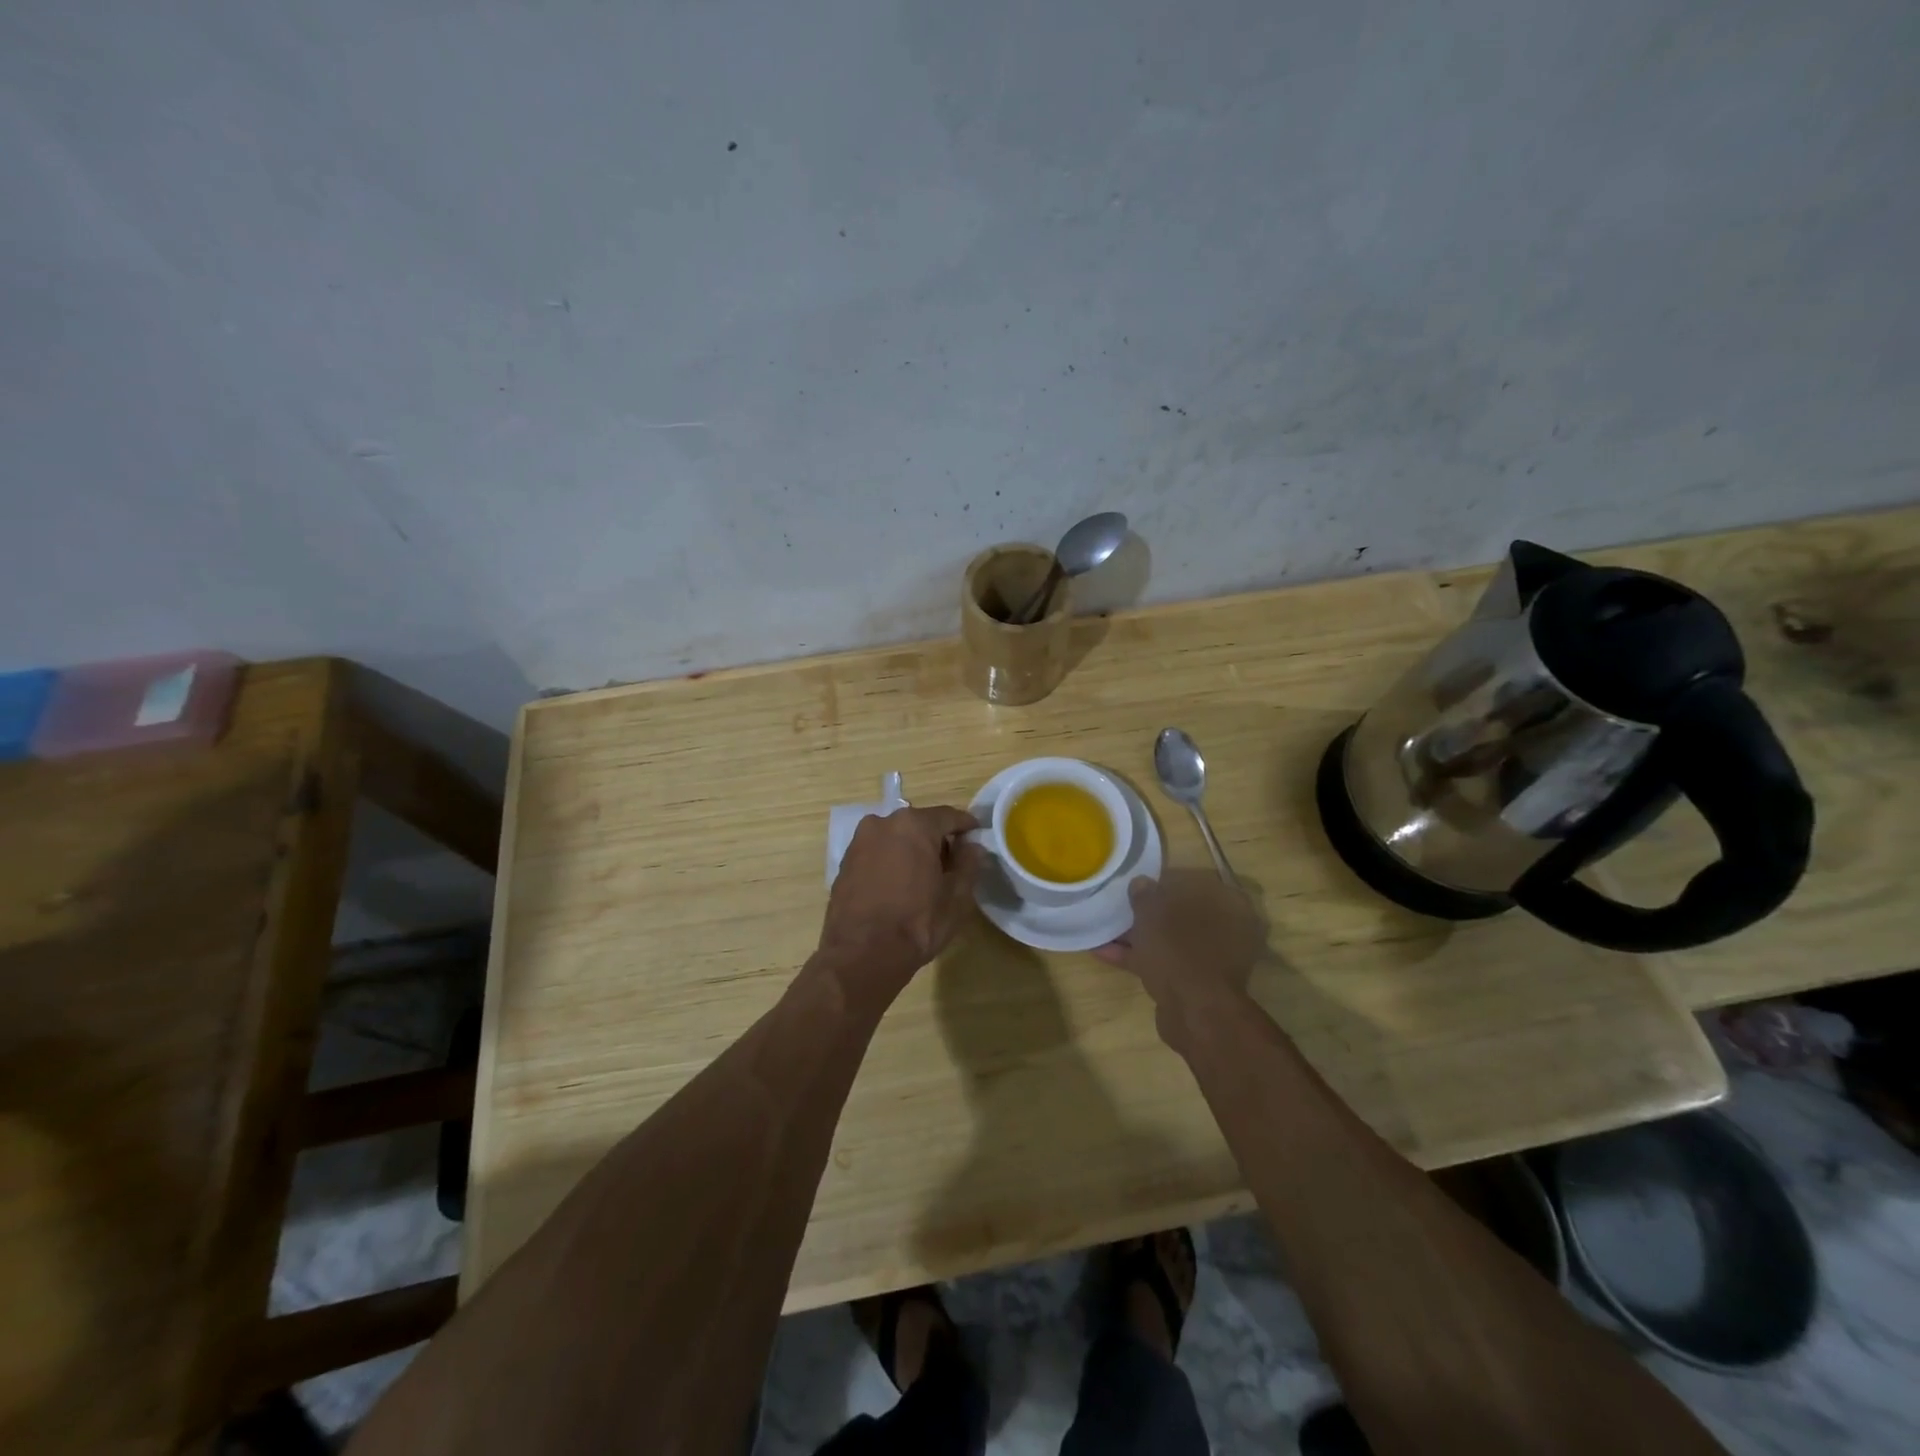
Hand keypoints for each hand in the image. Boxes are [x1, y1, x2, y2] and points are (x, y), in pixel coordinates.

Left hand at [818, 806, 983, 995]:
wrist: (861, 954)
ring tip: (923, 876)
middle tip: (951, 863)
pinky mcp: (845, 861)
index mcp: (914, 825)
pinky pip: (877, 851)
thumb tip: (972, 847)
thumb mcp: (956, 898)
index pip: (948, 816)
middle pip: (919, 824)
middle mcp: (883, 823)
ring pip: (895, 837)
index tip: (976, 837)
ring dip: (911, 849)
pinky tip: (898, 885)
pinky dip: (890, 860)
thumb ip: (968, 865)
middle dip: (937, 839)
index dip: (966, 826)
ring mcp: (860, 841)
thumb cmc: (917, 923)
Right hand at [1096, 871, 1264, 1039]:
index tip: (1142, 882)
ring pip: (1171, 939)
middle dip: (1151, 910)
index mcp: (1229, 903)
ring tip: (1105, 926)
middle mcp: (1228, 929)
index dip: (1166, 880)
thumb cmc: (1179, 949)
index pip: (1196, 880)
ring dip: (1141, 935)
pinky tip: (1103, 952)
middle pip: (1183, 912)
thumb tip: (1141, 883)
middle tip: (1123, 904)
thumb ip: (1145, 894)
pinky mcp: (1195, 982)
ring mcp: (1212, 959)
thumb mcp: (1153, 913)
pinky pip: (1164, 961)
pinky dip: (1138, 957)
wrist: (1195, 1013)